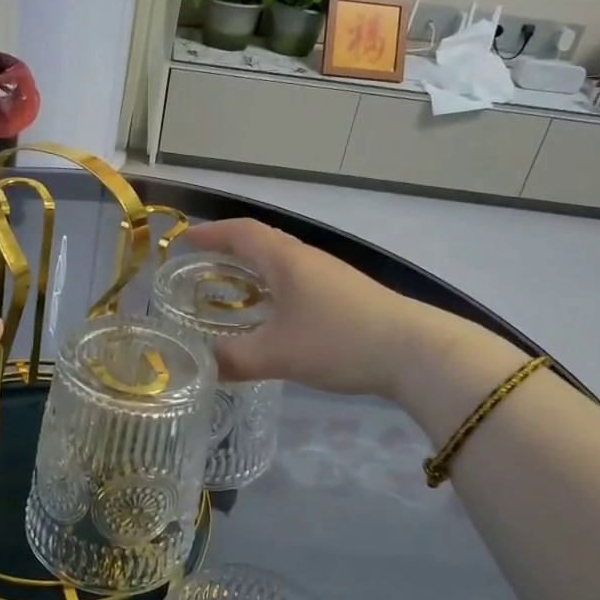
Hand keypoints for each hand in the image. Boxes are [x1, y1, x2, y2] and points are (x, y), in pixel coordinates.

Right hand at [185, 219, 494, 401]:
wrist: (415, 351)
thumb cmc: (338, 340)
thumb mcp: (278, 354)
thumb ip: (234, 360)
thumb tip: (201, 367)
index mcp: (285, 259)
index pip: (241, 232)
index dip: (211, 233)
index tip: (184, 240)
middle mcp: (306, 258)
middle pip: (260, 242)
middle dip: (227, 250)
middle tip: (199, 268)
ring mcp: (329, 275)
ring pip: (281, 262)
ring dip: (252, 269)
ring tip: (228, 291)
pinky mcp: (345, 295)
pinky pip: (297, 280)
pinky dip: (273, 287)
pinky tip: (272, 315)